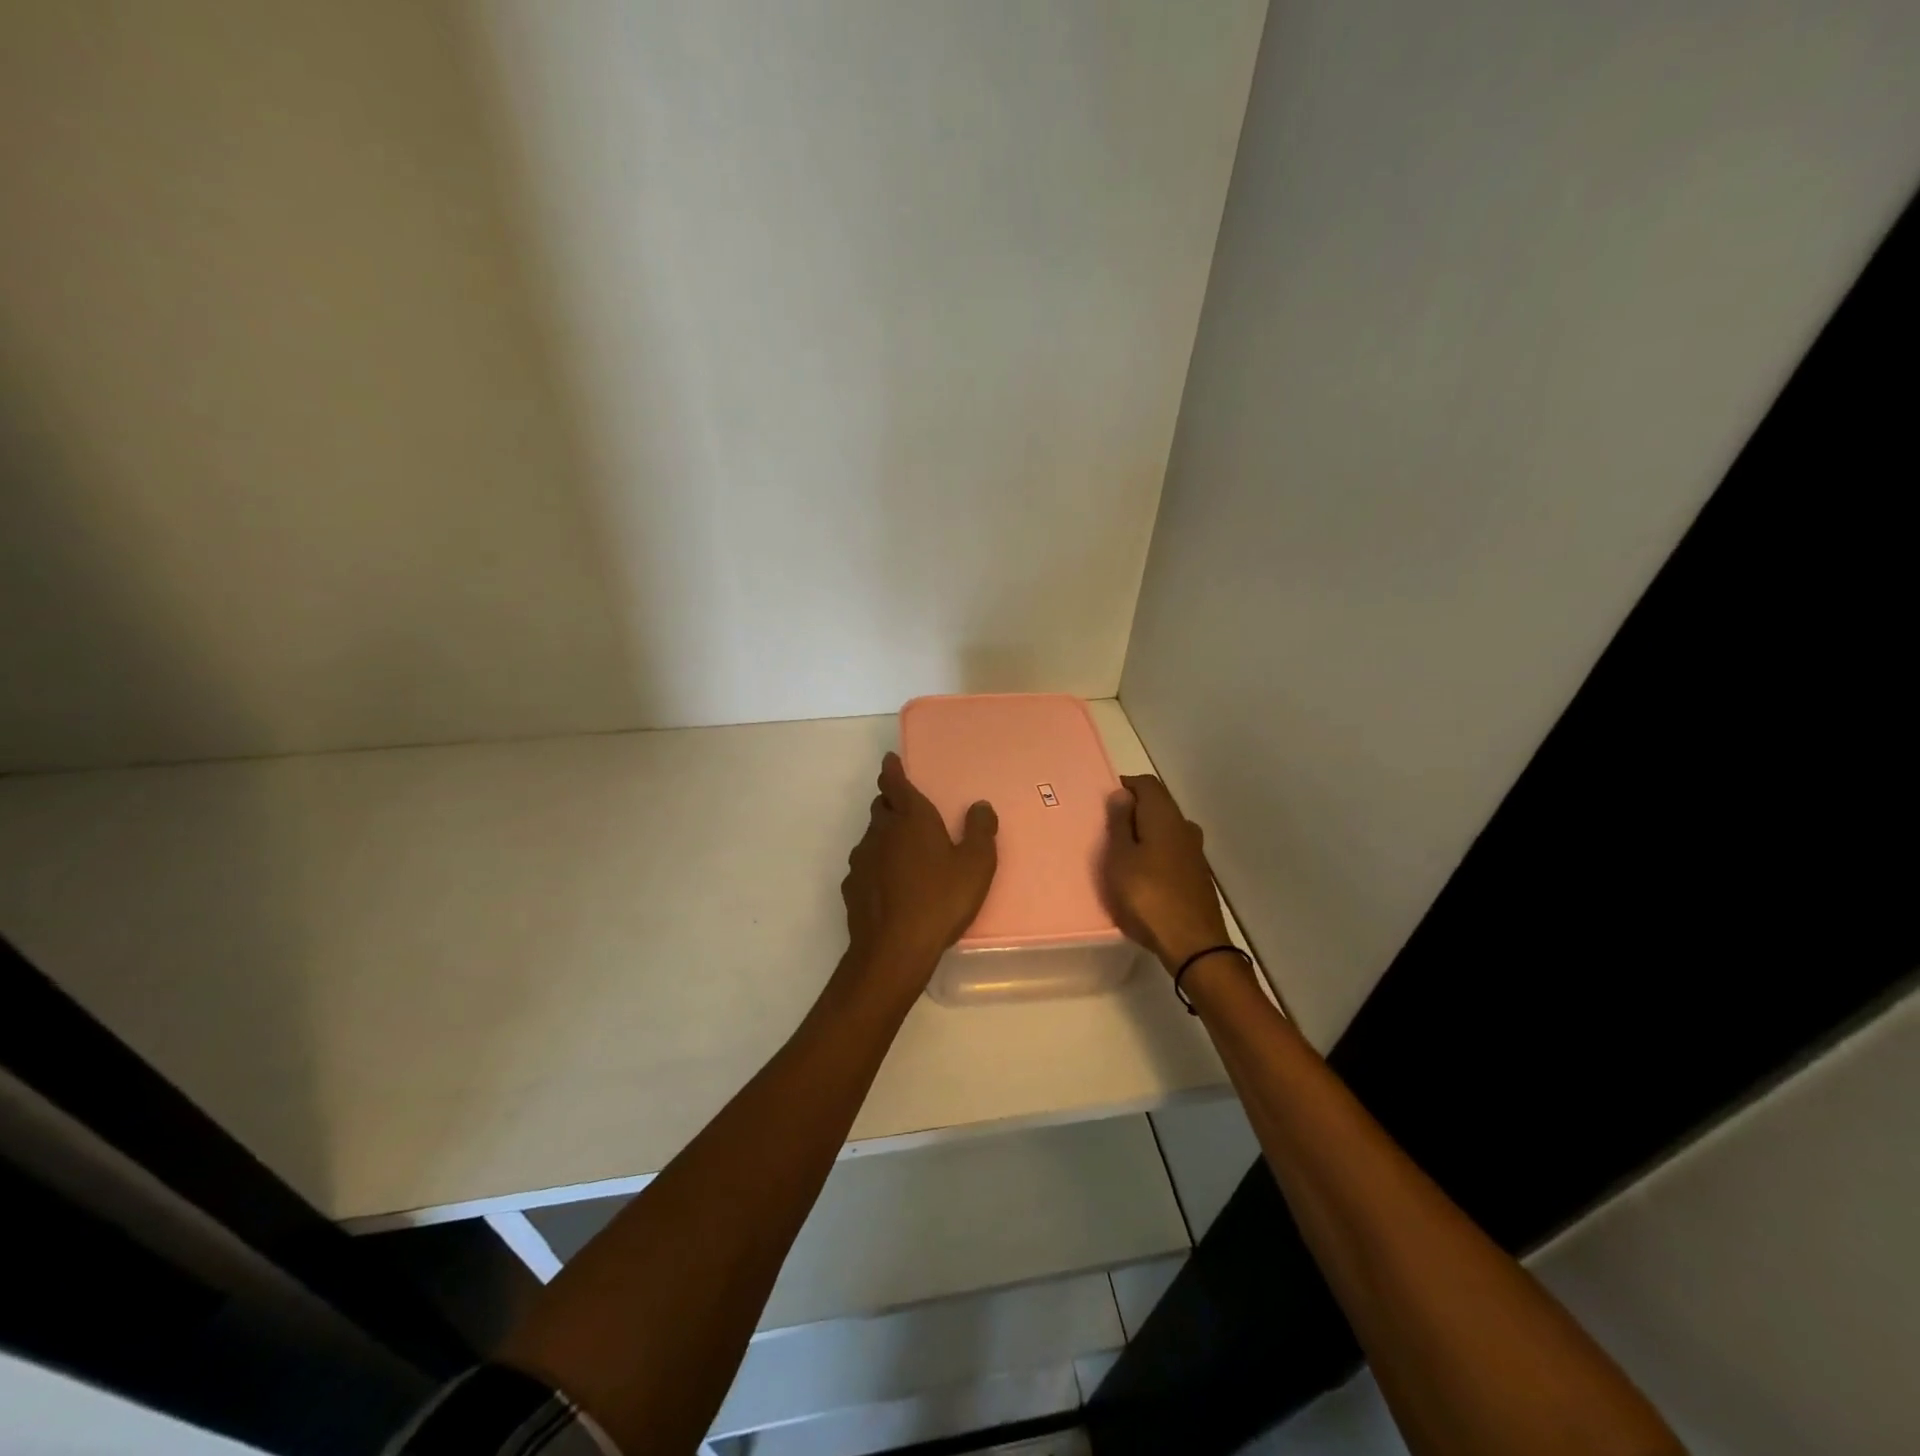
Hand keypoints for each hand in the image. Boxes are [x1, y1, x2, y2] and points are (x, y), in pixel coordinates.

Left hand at [841, 752, 997, 985]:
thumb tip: (979, 806)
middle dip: (891, 802)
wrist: (893, 948)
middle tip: (907, 810)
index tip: (890, 760)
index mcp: (911, 819)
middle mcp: (881, 831)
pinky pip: (865, 865)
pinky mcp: (852, 886)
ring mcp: (862, 859)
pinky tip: (889, 884)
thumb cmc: (941, 900)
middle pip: (881, 807)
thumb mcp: (976, 866)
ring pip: (871, 836)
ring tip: (903, 851)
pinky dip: (876, 865)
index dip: (892, 769)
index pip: (895, 783)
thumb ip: (981, 831)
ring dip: (884, 835)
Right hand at [1102, 774, 1231, 972]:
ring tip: (1120, 853)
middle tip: (1105, 829)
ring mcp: (1195, 852)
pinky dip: (1154, 853)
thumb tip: (1122, 793)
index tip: (1102, 801)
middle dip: (1132, 810)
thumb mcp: (1120, 858)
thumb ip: (1119, 823)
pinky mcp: (1197, 875)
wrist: (1192, 944)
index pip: (1146, 783)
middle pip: (1158, 805)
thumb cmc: (1147, 895)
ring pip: (1165, 830)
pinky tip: (1141, 874)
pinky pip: (1171, 851)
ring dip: (1144, 834)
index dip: (1124, 786)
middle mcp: (1184, 827)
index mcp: (1164, 816)